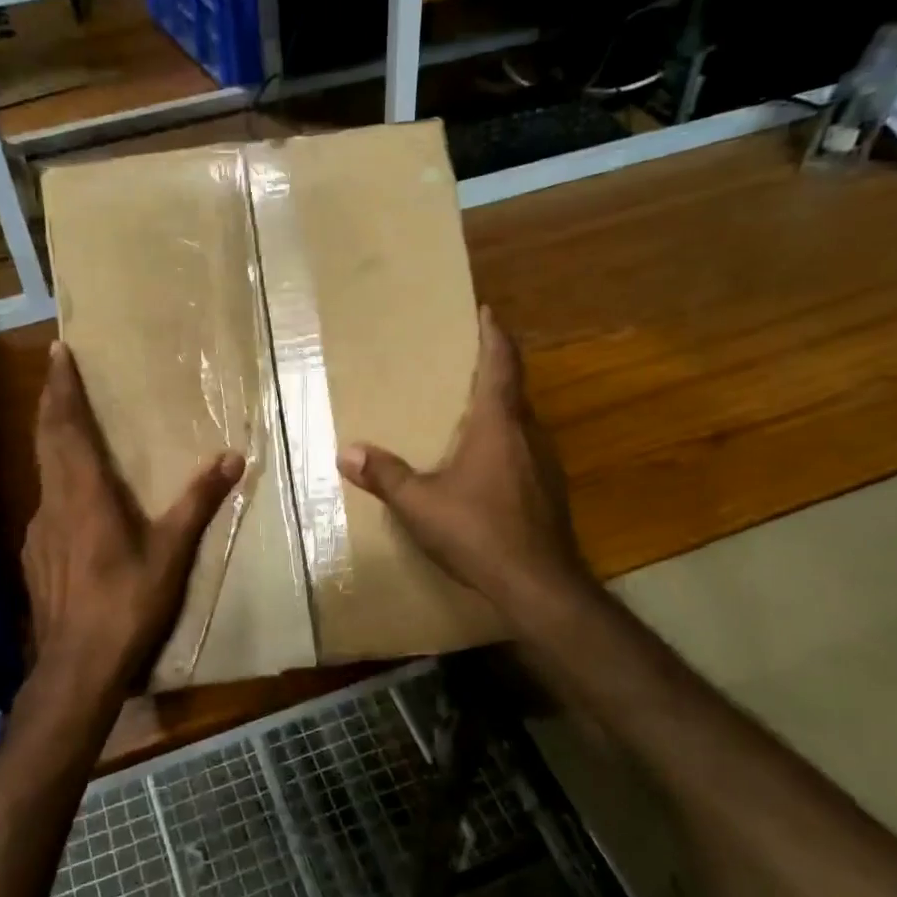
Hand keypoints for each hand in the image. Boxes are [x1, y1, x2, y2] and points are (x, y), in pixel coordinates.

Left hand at [22, 341, 244, 713]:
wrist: (77, 667)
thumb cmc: (127, 605)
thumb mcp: (171, 554)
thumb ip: (198, 502)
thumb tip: (232, 458)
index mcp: (85, 494)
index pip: (67, 427)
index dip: (61, 388)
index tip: (57, 352)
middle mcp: (54, 503)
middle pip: (46, 440)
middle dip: (51, 402)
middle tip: (56, 373)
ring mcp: (38, 532)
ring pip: (43, 472)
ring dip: (51, 441)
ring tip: (67, 427)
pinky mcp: (35, 557)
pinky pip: (46, 506)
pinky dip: (56, 484)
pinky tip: (71, 501)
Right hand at [337, 307, 594, 626]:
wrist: (538, 584)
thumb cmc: (478, 531)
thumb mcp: (419, 504)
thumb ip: (384, 475)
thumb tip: (347, 452)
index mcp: (499, 425)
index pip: (501, 365)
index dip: (494, 336)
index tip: (488, 312)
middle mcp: (528, 435)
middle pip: (514, 391)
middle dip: (493, 372)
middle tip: (465, 364)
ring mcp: (545, 465)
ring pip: (522, 425)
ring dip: (500, 412)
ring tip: (470, 414)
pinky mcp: (550, 493)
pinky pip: (525, 453)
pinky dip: (505, 445)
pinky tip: (485, 468)